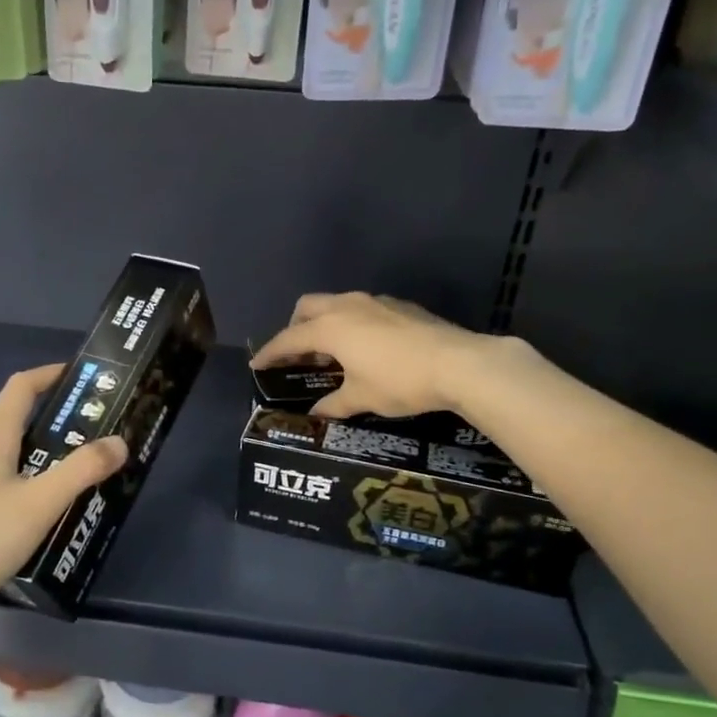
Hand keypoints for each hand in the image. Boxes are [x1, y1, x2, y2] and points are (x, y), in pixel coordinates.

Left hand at [0, 365, 127, 625]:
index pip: (20, 387)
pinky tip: (15, 521)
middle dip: (48, 431)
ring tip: (56, 492)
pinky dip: (4, 487)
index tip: (79, 377)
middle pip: (10, 425)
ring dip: (27, 463)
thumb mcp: (39, 506)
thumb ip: (82, 471)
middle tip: (83, 451)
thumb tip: (119, 441)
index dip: (50, 375)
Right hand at [251, 292, 504, 418]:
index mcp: (331, 328)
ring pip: (336, 304)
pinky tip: (364, 347)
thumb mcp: (362, 398)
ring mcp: (375, 302)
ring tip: (330, 352)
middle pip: (308, 307)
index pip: (289, 338)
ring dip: (325, 324)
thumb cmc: (400, 382)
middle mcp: (347, 306)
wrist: (459, 364)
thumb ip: (334, 404)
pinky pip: (361, 309)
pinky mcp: (399, 306)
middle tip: (296, 354)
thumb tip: (316, 414)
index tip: (257, 365)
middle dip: (295, 327)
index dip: (271, 353)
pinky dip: (351, 324)